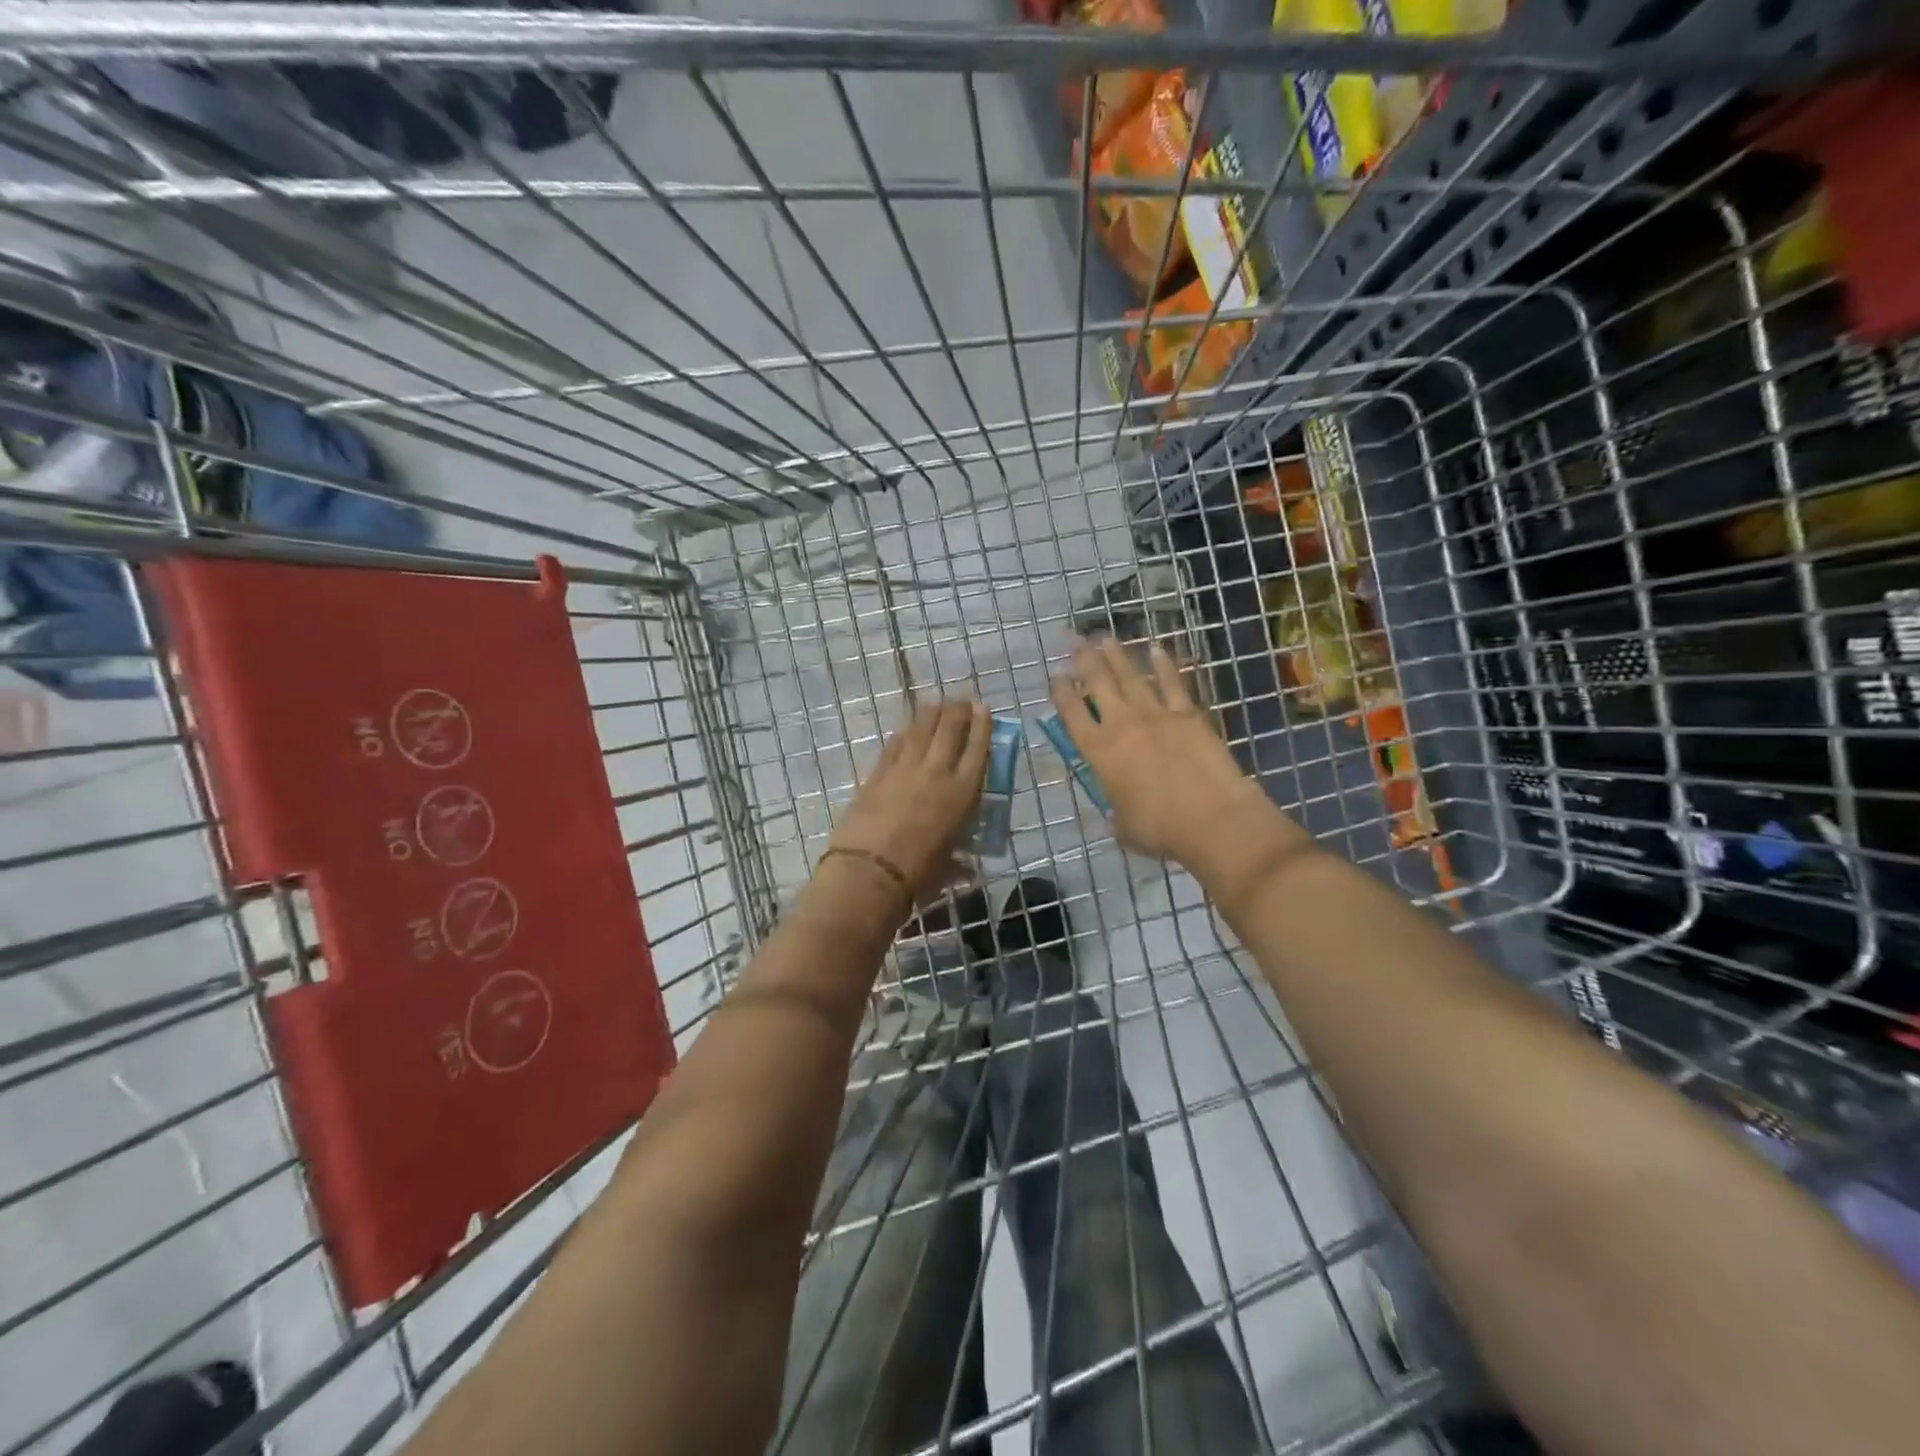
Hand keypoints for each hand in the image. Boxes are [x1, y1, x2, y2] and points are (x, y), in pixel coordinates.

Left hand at [827, 699, 991, 898]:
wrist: (869, 871)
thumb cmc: (917, 874)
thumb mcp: (948, 866)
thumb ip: (959, 861)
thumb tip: (966, 870)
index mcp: (962, 793)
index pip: (978, 749)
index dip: (982, 726)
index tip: (984, 709)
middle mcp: (936, 772)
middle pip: (950, 729)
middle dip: (958, 710)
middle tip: (962, 701)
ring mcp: (904, 768)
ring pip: (920, 729)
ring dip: (930, 712)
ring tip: (936, 703)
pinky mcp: (877, 773)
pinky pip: (895, 744)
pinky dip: (904, 733)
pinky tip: (907, 728)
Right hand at [1050, 637, 1275, 861]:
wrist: (1213, 819)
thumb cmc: (1161, 829)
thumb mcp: (1123, 826)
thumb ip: (1114, 813)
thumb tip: (1114, 814)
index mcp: (1099, 752)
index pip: (1072, 714)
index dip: (1062, 693)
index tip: (1057, 676)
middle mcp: (1122, 724)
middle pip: (1098, 683)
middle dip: (1084, 660)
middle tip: (1075, 641)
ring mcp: (1156, 714)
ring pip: (1131, 676)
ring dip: (1117, 655)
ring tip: (1105, 638)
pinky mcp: (1188, 714)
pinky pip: (1172, 682)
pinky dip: (1164, 664)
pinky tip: (1157, 649)